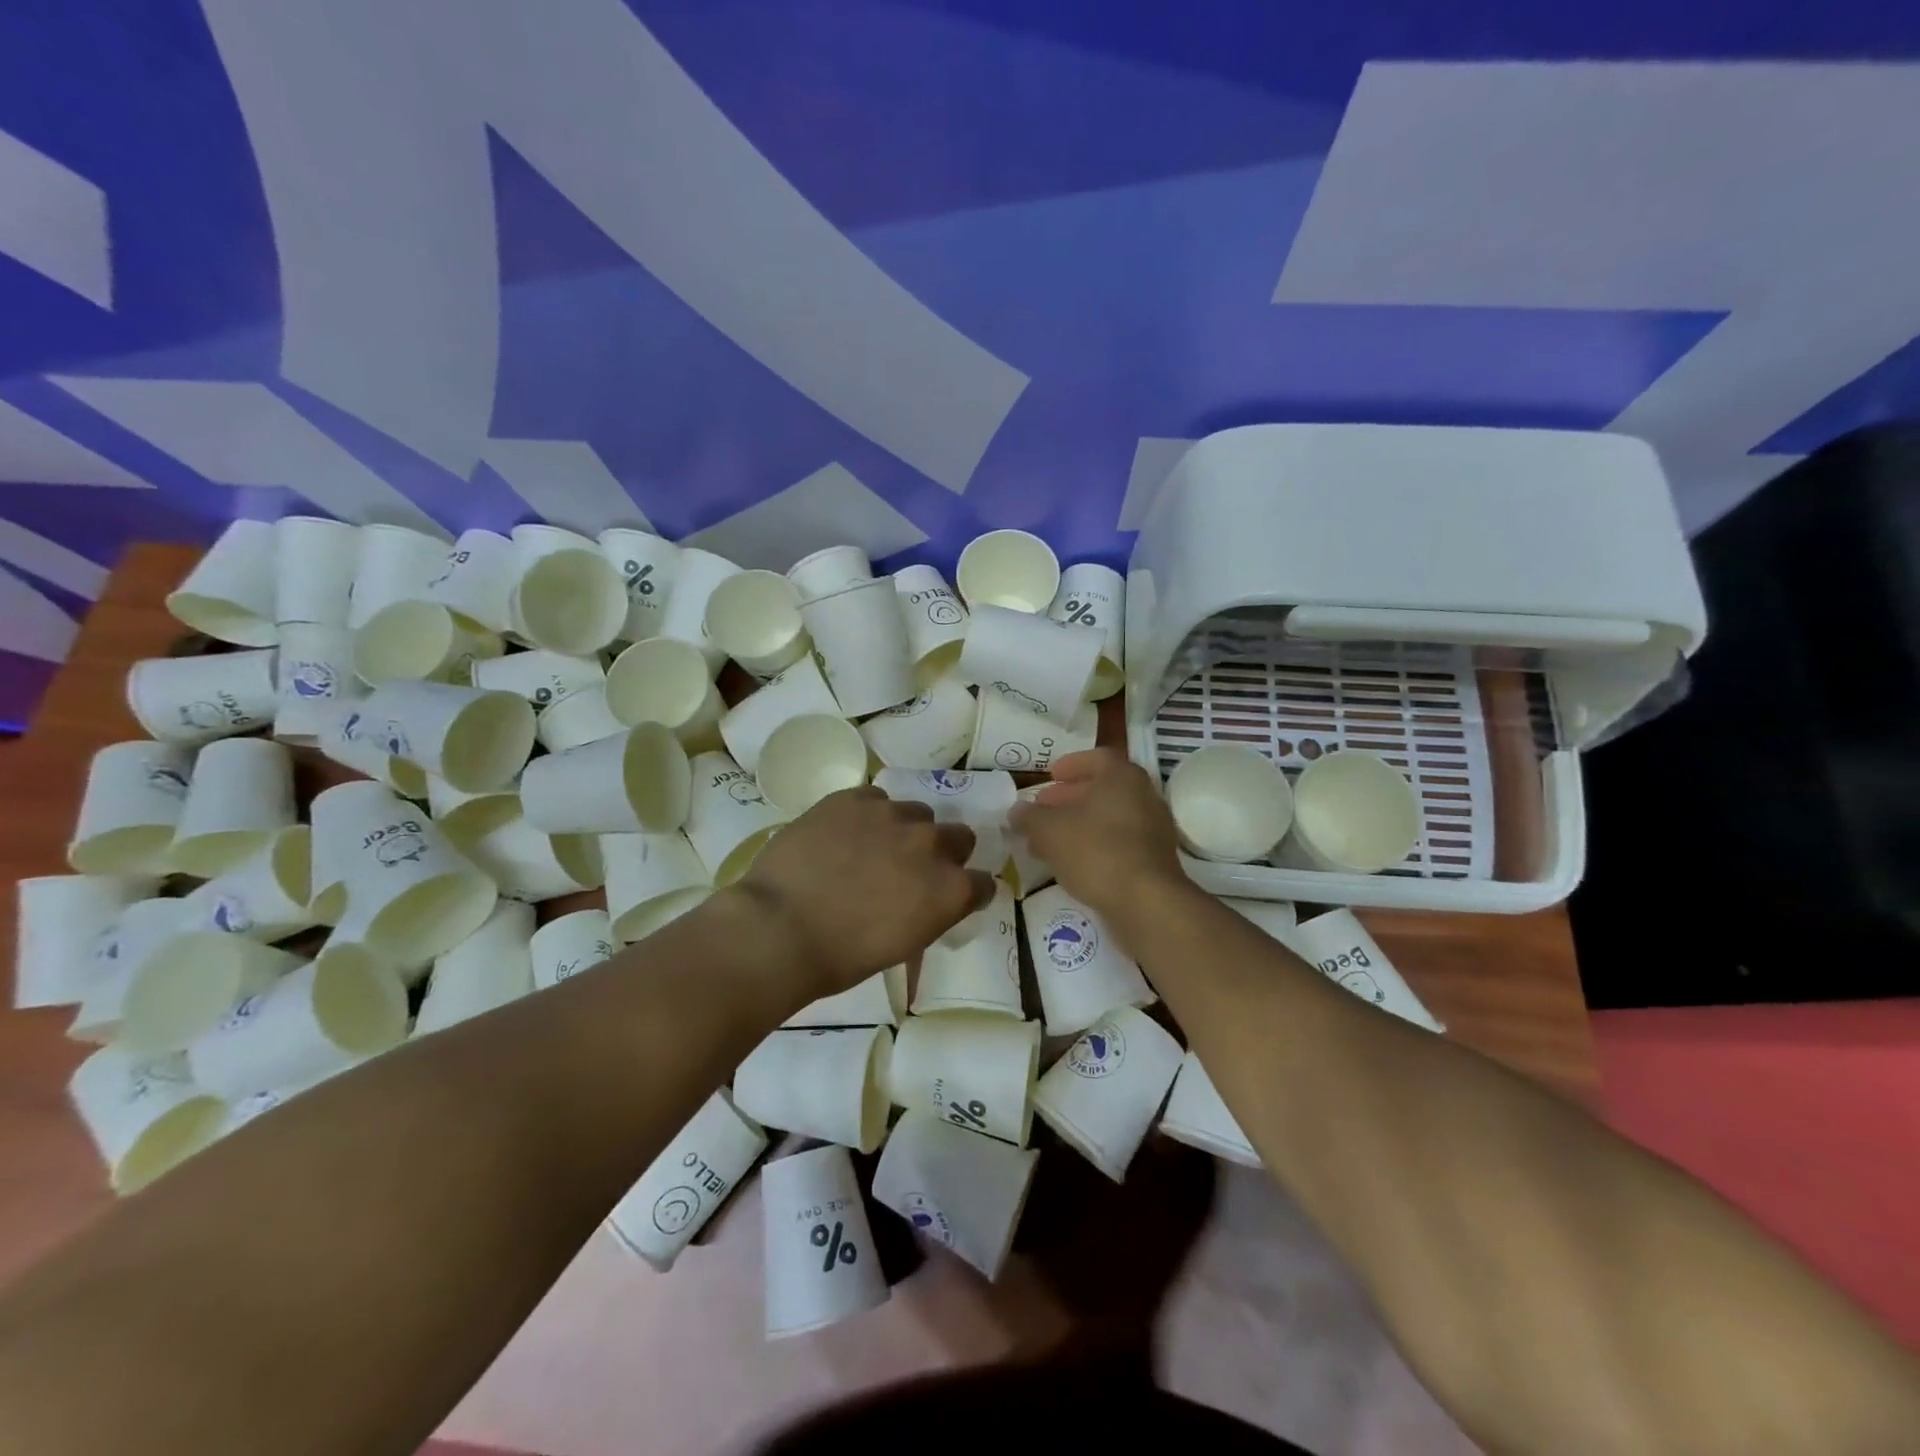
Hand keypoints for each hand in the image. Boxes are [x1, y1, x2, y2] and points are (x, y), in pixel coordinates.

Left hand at [736, 786, 991, 998]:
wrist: (780, 928)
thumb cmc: (841, 957)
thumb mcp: (902, 945)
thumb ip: (928, 912)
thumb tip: (924, 900)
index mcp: (951, 890)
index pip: (983, 883)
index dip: (968, 891)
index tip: (949, 898)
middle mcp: (932, 844)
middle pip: (959, 836)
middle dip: (943, 852)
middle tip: (911, 869)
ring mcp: (893, 815)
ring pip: (916, 813)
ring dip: (904, 830)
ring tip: (870, 848)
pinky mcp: (855, 798)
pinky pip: (875, 798)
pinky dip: (867, 815)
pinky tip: (842, 834)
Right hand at [1009, 749, 1182, 922]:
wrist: (1146, 903)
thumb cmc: (1096, 851)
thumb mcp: (1049, 831)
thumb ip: (1029, 817)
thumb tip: (1016, 811)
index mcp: (1123, 777)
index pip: (1098, 758)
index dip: (1071, 764)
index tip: (1051, 775)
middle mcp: (1144, 796)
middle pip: (1103, 789)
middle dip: (1069, 798)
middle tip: (1043, 809)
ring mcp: (1153, 830)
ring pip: (1109, 818)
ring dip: (1078, 824)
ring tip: (1048, 840)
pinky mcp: (1154, 860)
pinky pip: (1119, 843)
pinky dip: (1094, 845)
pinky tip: (1071, 863)